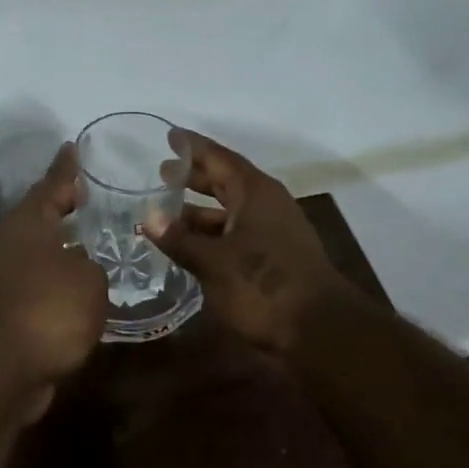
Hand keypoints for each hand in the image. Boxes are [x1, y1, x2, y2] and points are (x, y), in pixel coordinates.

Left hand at [0, 144, 106, 419]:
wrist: (0, 369)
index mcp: (28, 223)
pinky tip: (78, 286)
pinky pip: (36, 281)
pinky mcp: (3, 309)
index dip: (67, 167)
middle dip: (64, 206)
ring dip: (60, 245)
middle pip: (40, 215)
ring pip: (37, 250)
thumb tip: (80, 268)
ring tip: (92, 240)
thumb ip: (91, 265)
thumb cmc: (48, 310)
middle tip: (91, 195)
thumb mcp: (88, 279)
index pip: (52, 183)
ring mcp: (1, 276)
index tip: (74, 147)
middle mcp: (9, 243)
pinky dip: (55, 279)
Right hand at [148, 131, 361, 358]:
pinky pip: (238, 232)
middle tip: (162, 173)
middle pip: (226, 181)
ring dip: (201, 211)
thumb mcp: (213, 262)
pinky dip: (213, 233)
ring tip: (167, 213)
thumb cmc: (263, 286)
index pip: (219, 158)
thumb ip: (180, 239)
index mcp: (255, 192)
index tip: (169, 136)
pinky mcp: (276, 257)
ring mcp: (275, 231)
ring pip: (231, 210)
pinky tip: (193, 245)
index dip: (193, 147)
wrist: (319, 331)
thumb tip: (149, 216)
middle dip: (194, 177)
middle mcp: (267, 204)